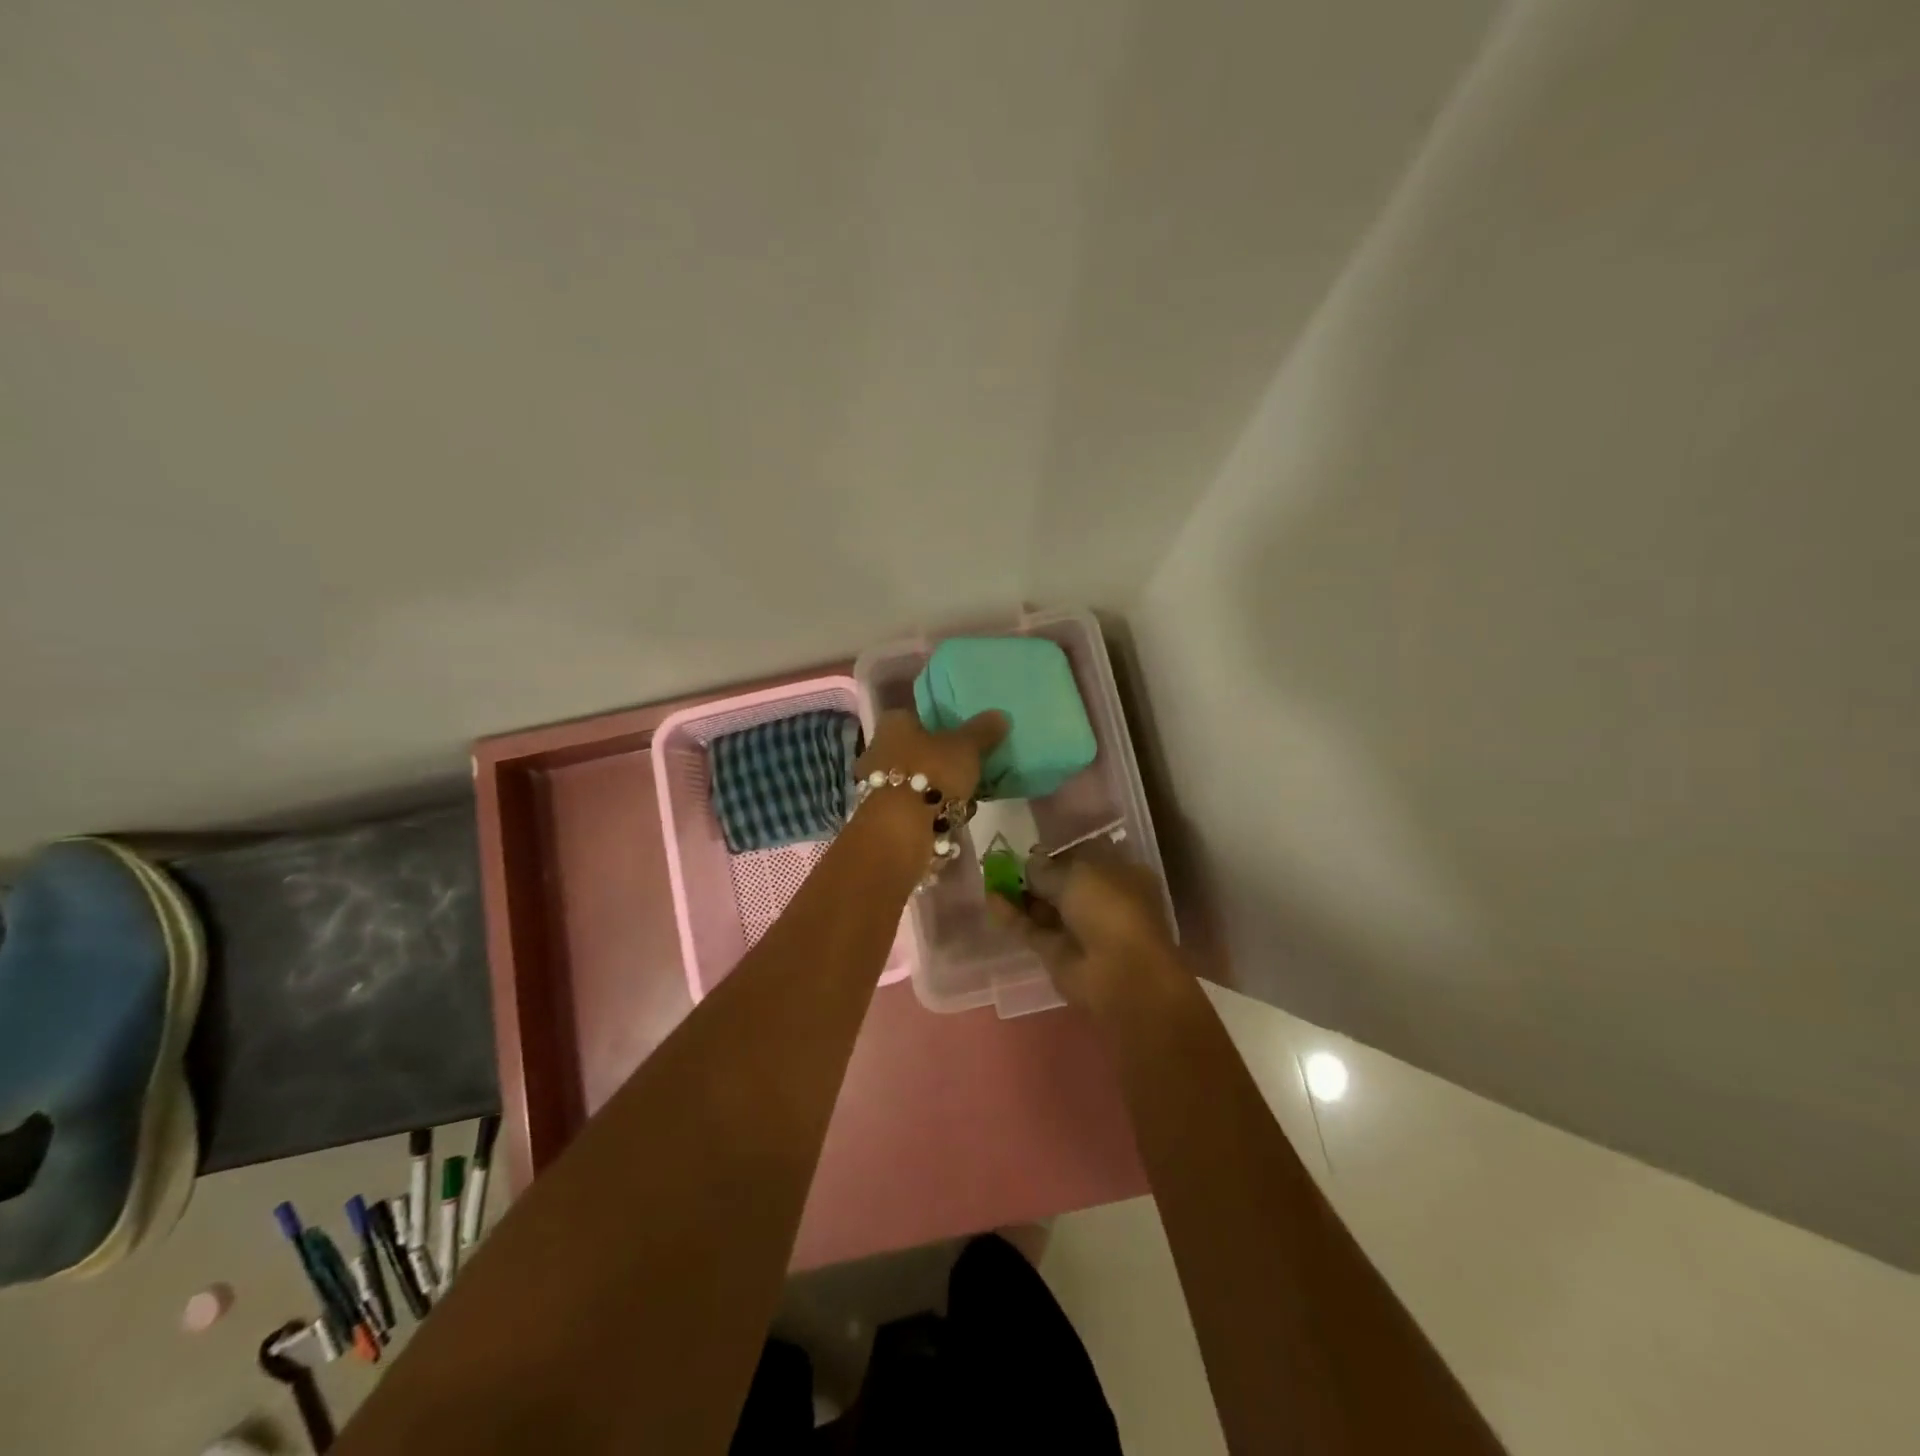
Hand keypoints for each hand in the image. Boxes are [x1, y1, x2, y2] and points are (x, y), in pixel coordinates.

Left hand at [856, 709, 1007, 806]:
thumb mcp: (966, 748)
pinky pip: (914, 806)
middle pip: (918, 750)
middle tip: (969, 772)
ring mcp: (877, 784)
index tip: (963, 737)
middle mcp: (879, 749)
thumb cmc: (931, 773)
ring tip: (966, 801)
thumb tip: (1000, 715)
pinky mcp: (882, 814)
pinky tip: (951, 820)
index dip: (941, 725)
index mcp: (894, 724)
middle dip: (943, 763)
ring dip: (940, 790)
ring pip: (917, 781)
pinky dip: (932, 811)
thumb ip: (983, 731)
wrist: (899, 830)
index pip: (917, 715)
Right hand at [990, 850, 1179, 1010]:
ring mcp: (1079, 929)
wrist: (1120, 973)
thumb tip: (1029, 862)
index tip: (1030, 845)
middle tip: (1003, 858)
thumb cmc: (1110, 908)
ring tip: (991, 874)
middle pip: (1063, 883)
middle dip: (1036, 873)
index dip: (1058, 851)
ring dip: (1021, 893)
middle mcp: (1102, 901)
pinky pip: (1032, 929)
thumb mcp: (1077, 874)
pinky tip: (990, 898)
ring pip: (1045, 907)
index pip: (1086, 857)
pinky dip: (1012, 915)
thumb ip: (1047, 868)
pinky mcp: (1058, 953)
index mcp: (1121, 875)